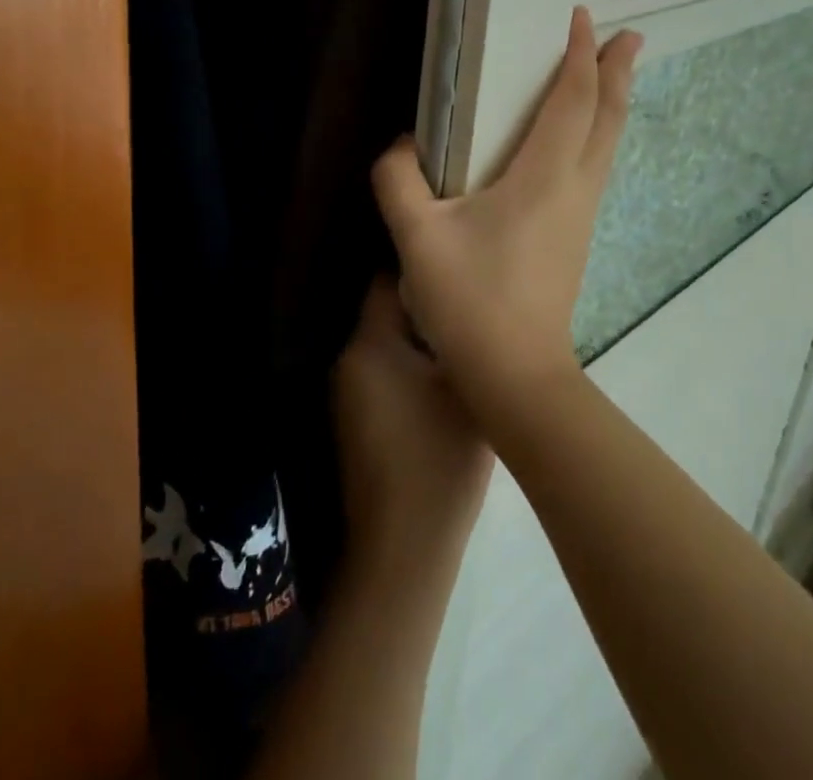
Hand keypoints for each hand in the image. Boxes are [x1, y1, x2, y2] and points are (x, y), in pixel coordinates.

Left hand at [333, 275, 492, 581]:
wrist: (403, 546)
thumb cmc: (440, 458)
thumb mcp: (466, 388)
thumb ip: (464, 338)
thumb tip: (465, 308)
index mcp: (370, 342)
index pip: (388, 279)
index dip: (423, 269)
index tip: (455, 266)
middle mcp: (348, 357)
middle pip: (386, 310)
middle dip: (423, 305)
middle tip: (464, 304)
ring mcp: (346, 390)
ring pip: (385, 342)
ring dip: (416, 338)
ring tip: (459, 339)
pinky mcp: (353, 418)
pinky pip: (381, 370)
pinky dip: (406, 366)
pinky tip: (438, 380)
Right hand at [371, 7, 641, 425]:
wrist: (519, 377)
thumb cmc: (471, 301)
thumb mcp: (417, 238)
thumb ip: (398, 181)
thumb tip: (401, 145)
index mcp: (543, 177)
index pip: (573, 101)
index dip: (581, 56)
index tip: (584, 18)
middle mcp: (574, 188)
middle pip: (608, 117)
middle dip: (619, 71)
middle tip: (630, 35)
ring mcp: (581, 215)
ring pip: (608, 144)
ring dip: (613, 102)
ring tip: (615, 75)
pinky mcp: (576, 237)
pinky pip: (597, 167)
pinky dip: (600, 133)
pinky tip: (585, 140)